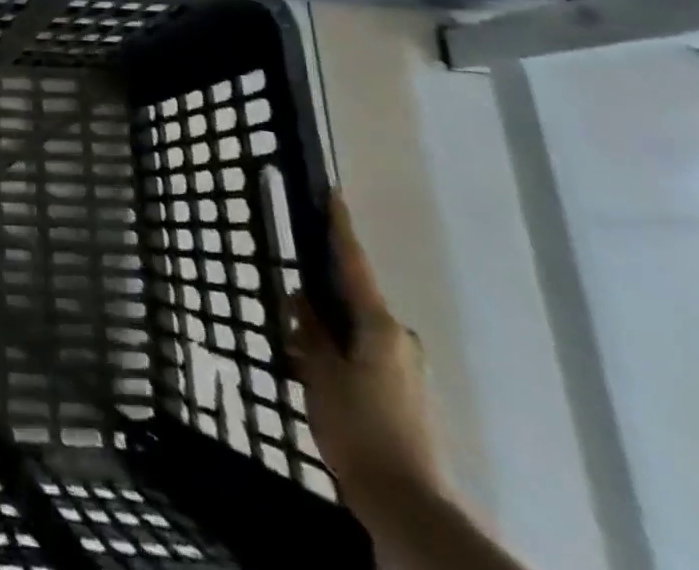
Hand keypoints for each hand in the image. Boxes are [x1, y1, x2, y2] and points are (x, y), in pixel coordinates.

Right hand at [289, 194, 444, 509]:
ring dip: (330, 330)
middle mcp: (400, 339)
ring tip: (297, 345)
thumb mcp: (319, 373)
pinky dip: (342, 353)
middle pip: (355, 300)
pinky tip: (319, 373)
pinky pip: (367, 355)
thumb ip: (309, 330)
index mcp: (379, 326)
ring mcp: (408, 369)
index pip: (354, 264)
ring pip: (359, 331)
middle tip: (290, 298)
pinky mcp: (408, 395)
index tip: (333, 195)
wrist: (407, 504)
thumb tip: (302, 297)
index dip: (341, 228)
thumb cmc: (357, 427)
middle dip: (323, 294)